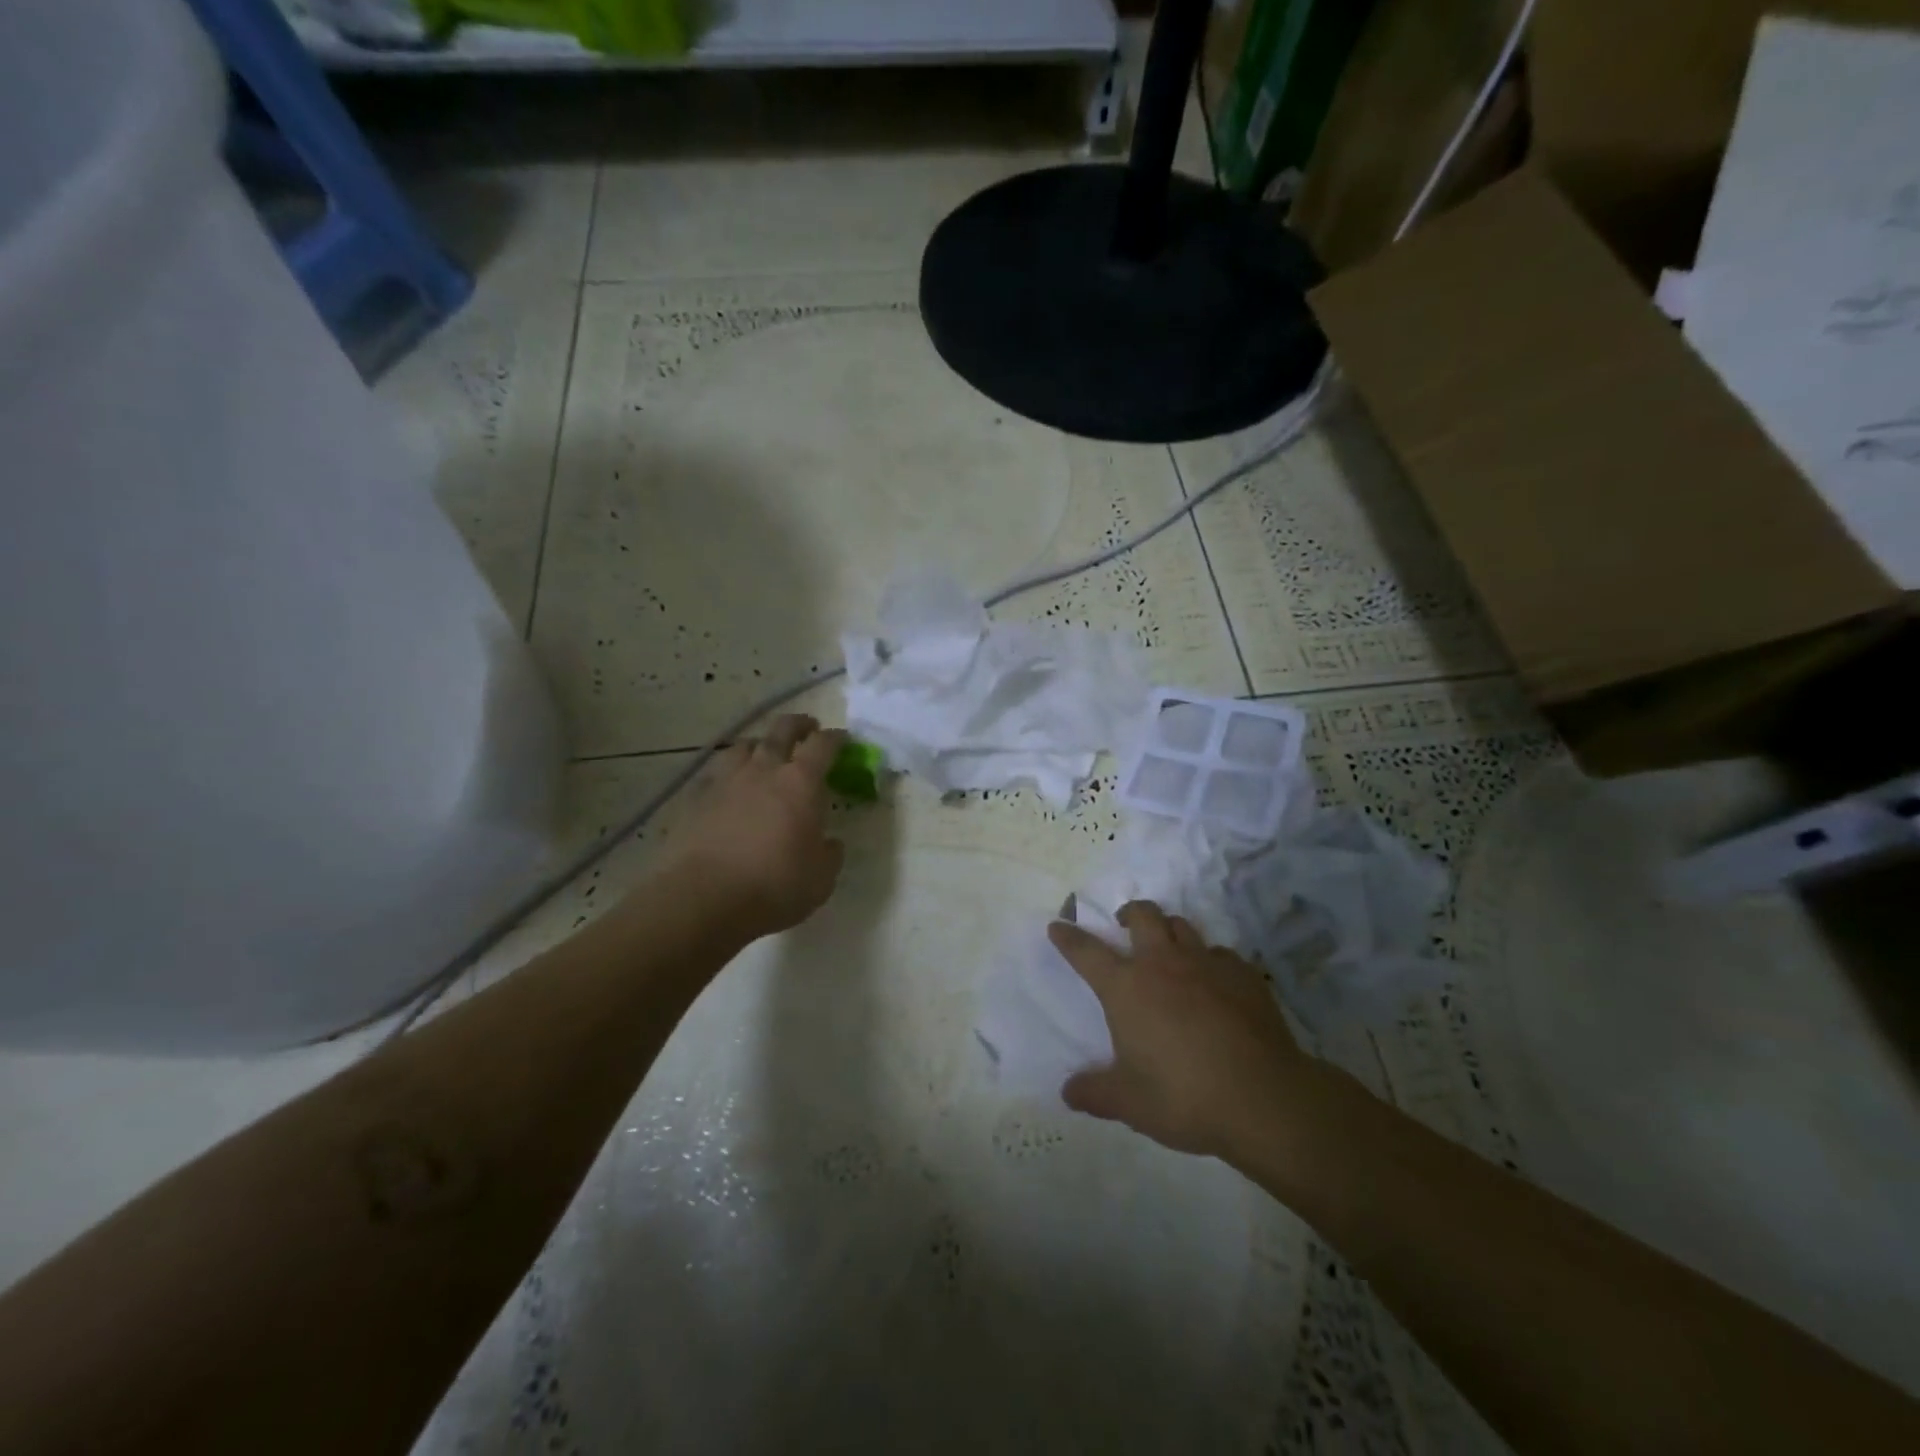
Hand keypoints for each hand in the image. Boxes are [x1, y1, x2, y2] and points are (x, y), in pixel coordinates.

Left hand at [665, 715, 848, 938]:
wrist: (702, 898)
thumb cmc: (773, 886)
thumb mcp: (821, 878)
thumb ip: (830, 854)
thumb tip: (830, 843)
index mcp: (801, 783)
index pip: (823, 745)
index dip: (836, 739)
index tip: (843, 740)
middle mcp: (763, 770)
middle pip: (782, 730)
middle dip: (799, 725)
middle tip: (808, 728)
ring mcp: (725, 780)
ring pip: (744, 746)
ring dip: (760, 745)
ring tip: (764, 754)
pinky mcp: (694, 798)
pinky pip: (714, 773)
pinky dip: (727, 773)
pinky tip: (728, 786)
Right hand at [1048, 903, 1311, 1160]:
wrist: (1263, 1097)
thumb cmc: (1183, 1096)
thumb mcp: (1129, 1103)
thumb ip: (1095, 1093)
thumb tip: (1068, 1092)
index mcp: (1126, 988)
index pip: (1087, 952)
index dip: (1069, 937)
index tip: (1058, 925)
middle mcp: (1163, 964)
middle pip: (1142, 915)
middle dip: (1128, 913)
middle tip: (1123, 924)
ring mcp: (1207, 964)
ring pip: (1182, 926)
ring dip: (1169, 931)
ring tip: (1168, 950)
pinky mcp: (1244, 975)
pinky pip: (1221, 954)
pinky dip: (1210, 961)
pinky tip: (1215, 983)